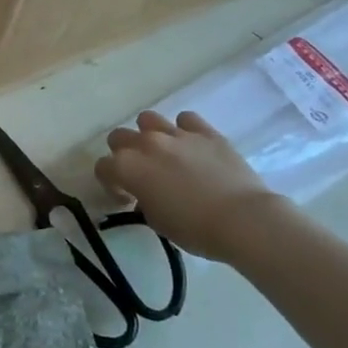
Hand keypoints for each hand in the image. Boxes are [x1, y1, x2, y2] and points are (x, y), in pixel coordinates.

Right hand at [93, 111, 284, 263]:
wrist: (244, 220)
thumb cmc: (195, 229)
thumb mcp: (157, 221)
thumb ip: (144, 200)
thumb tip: (147, 193)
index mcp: (128, 167)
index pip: (103, 167)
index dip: (111, 183)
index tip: (126, 198)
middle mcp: (146, 144)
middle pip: (119, 137)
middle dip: (124, 154)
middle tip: (141, 173)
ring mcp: (176, 134)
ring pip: (148, 119)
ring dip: (149, 134)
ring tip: (163, 153)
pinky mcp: (206, 132)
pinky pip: (186, 119)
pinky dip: (185, 130)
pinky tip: (192, 146)